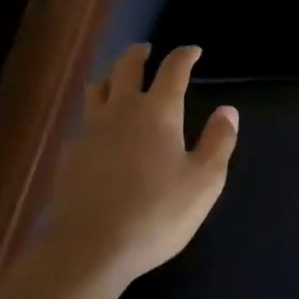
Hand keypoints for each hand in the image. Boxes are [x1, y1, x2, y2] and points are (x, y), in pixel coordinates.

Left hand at [36, 44, 238, 296]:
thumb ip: (219, 141)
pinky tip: (100, 131)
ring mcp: (90, 131)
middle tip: (147, 50)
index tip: (194, 51)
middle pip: (126, 67)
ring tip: (117, 79)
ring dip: (110, 76)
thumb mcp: (204, 181)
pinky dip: (95, 114)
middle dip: (139, 54)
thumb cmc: (156, 213)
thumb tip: (228, 110)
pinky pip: (83, 121)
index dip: (184, 56)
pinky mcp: (70, 155)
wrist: (89, 248)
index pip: (173, 69)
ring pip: (97, 88)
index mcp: (158, 111)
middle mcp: (121, 110)